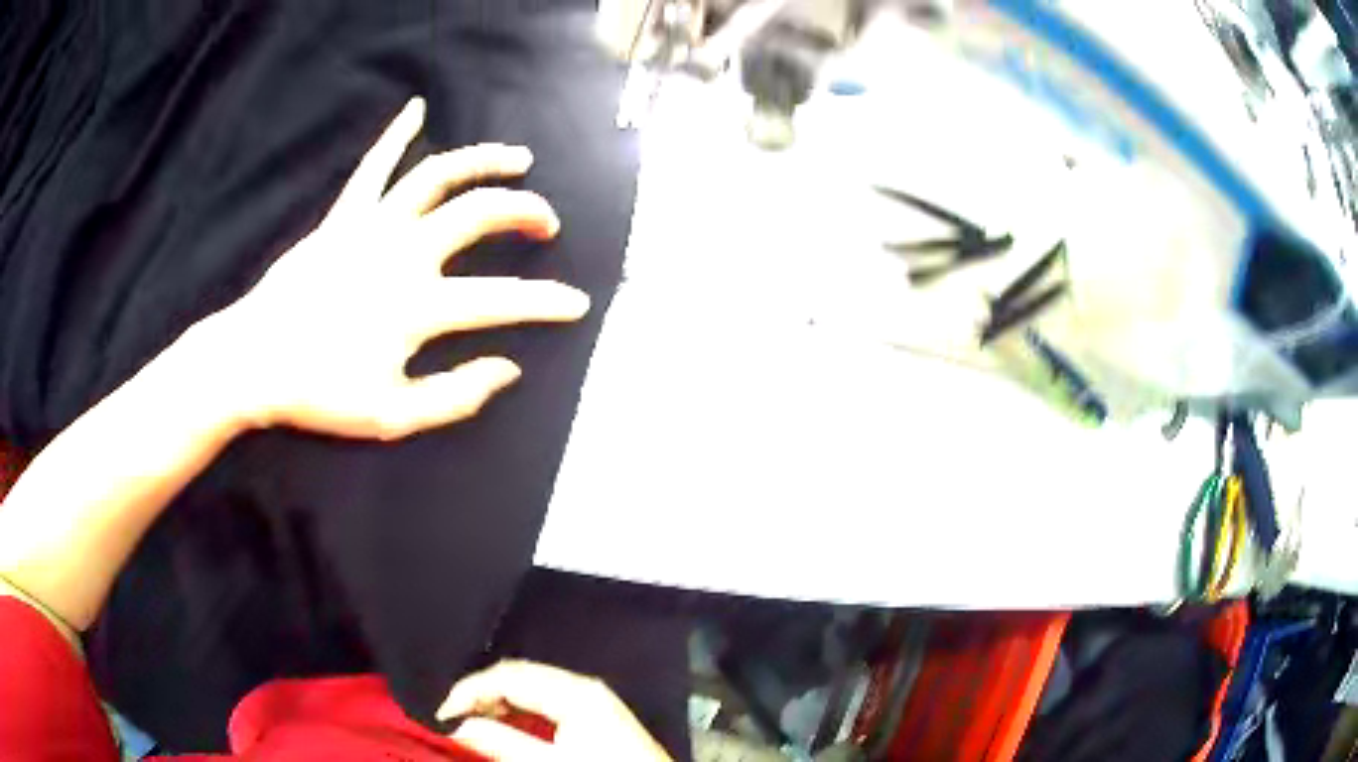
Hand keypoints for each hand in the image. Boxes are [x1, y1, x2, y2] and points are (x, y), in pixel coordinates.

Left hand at [215, 96, 589, 439]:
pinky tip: (417, 109)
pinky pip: (374, 167)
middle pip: (480, 213)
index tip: (578, 303)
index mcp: (417, 305)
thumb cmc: (319, 393)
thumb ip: (455, 397)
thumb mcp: (391, 416)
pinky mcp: (343, 218)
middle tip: (546, 225)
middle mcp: (403, 253)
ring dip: (485, 160)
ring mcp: (372, 227)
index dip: (548, 303)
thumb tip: (508, 370)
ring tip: (519, 158)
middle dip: (526, 212)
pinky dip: (396, 135)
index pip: (501, 299)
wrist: (253, 362)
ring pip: (439, 175)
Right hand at [437, 660, 672, 760]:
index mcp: (575, 691)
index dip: (468, 691)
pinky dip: (521, 712)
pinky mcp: (597, 716)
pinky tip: (509, 728)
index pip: (507, 676)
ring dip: (500, 703)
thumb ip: (501, 742)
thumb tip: (457, 727)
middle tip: (456, 719)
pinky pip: (547, 702)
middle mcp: (583, 687)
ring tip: (476, 724)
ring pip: (532, 688)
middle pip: (519, 676)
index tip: (443, 716)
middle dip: (482, 694)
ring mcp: (593, 700)